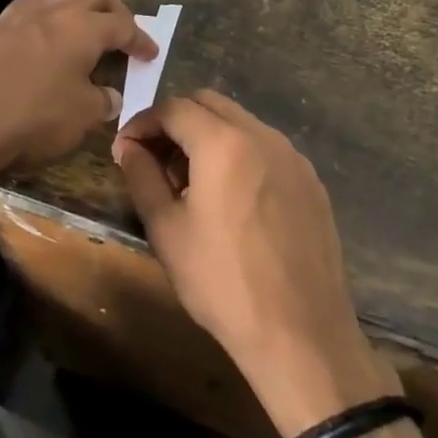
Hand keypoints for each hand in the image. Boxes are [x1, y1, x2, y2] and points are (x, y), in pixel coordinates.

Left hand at [0, 0, 156, 200]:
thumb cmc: (31, 117)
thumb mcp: (80, 118)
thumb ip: (101, 102)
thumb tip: (109, 96)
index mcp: (82, 27)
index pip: (122, 24)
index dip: (140, 38)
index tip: (150, 53)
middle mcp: (49, 13)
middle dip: (111, 8)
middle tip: (121, 29)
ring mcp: (12, 20)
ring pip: (50, 1)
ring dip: (70, 13)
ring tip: (74, 36)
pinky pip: (21, 22)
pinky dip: (38, 31)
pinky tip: (35, 56)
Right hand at [113, 91, 399, 437]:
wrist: (300, 333)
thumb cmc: (222, 282)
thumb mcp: (166, 229)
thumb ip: (142, 176)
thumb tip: (129, 147)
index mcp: (223, 143)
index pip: (174, 108)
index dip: (143, 122)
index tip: (126, 149)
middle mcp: (263, 136)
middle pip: (209, 104)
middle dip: (176, 122)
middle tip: (156, 161)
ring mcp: (293, 157)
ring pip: (241, 123)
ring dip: (208, 136)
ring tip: (191, 183)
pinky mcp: (312, 181)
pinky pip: (266, 148)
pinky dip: (239, 154)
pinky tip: (231, 199)